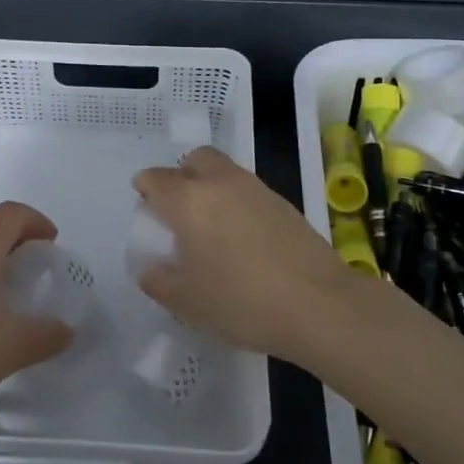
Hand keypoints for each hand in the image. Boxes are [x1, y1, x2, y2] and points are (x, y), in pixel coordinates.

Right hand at [131, 147, 365, 366]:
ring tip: (210, 227)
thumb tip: (150, 269)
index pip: (157, 179)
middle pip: (196, 159)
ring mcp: (257, 189)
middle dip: (182, 174)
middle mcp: (221, 183)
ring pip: (225, 172)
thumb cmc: (241, 301)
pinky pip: (248, 190)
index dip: (145, 187)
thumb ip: (160, 282)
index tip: (144, 204)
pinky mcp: (284, 203)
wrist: (319, 304)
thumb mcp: (188, 302)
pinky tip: (242, 238)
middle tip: (178, 208)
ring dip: (211, 187)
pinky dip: (237, 202)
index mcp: (190, 200)